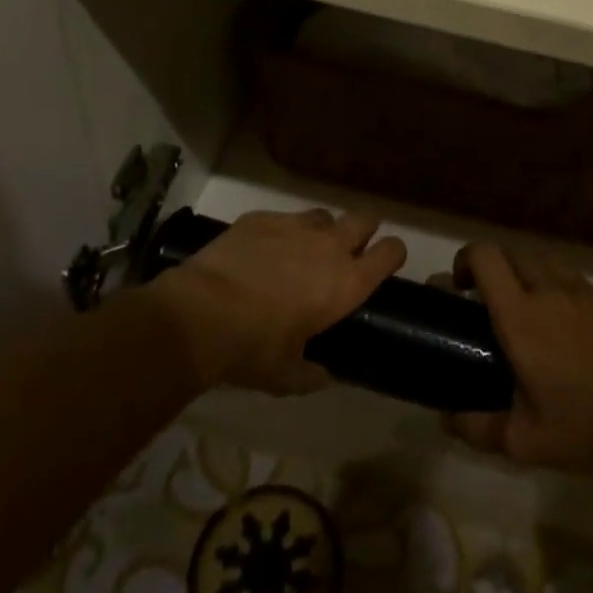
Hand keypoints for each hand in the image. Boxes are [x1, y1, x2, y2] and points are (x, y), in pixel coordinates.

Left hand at [144, 207, 406, 394]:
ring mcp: (295, 226)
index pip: (391, 252)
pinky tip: (260, 252)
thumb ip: (311, 373)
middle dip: (362, 231)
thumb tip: (322, 374)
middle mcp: (330, 246)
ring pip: (324, 215)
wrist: (200, 314)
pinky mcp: (263, 217)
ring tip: (301, 251)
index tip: (385, 262)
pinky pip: (283, 218)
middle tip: (346, 251)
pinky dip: (279, 232)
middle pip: (364, 219)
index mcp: (347, 283)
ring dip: (321, 230)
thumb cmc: (252, 349)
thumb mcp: (286, 376)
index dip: (392, 254)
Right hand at [440, 242, 592, 471]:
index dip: (465, 259)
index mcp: (520, 315)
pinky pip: (580, 284)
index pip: (485, 256)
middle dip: (496, 269)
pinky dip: (566, 294)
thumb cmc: (584, 427)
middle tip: (492, 303)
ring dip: (530, 277)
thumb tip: (447, 420)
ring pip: (548, 263)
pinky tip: (575, 331)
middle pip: (514, 253)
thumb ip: (477, 428)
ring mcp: (587, 291)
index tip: (461, 287)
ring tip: (533, 313)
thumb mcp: (522, 442)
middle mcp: (550, 290)